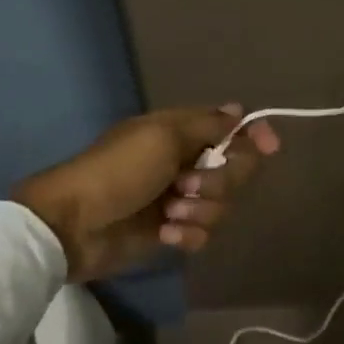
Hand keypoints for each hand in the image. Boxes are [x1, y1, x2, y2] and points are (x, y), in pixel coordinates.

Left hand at [13, 106, 280, 281]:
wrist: (73, 225)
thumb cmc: (118, 171)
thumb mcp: (163, 137)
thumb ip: (208, 125)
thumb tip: (239, 110)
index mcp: (180, 132)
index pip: (230, 128)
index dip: (252, 136)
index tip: (270, 147)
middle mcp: (183, 162)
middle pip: (233, 170)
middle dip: (218, 181)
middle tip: (186, 185)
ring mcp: (177, 198)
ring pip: (221, 204)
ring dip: (201, 209)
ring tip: (169, 213)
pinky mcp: (171, 230)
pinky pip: (203, 231)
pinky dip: (189, 233)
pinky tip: (167, 234)